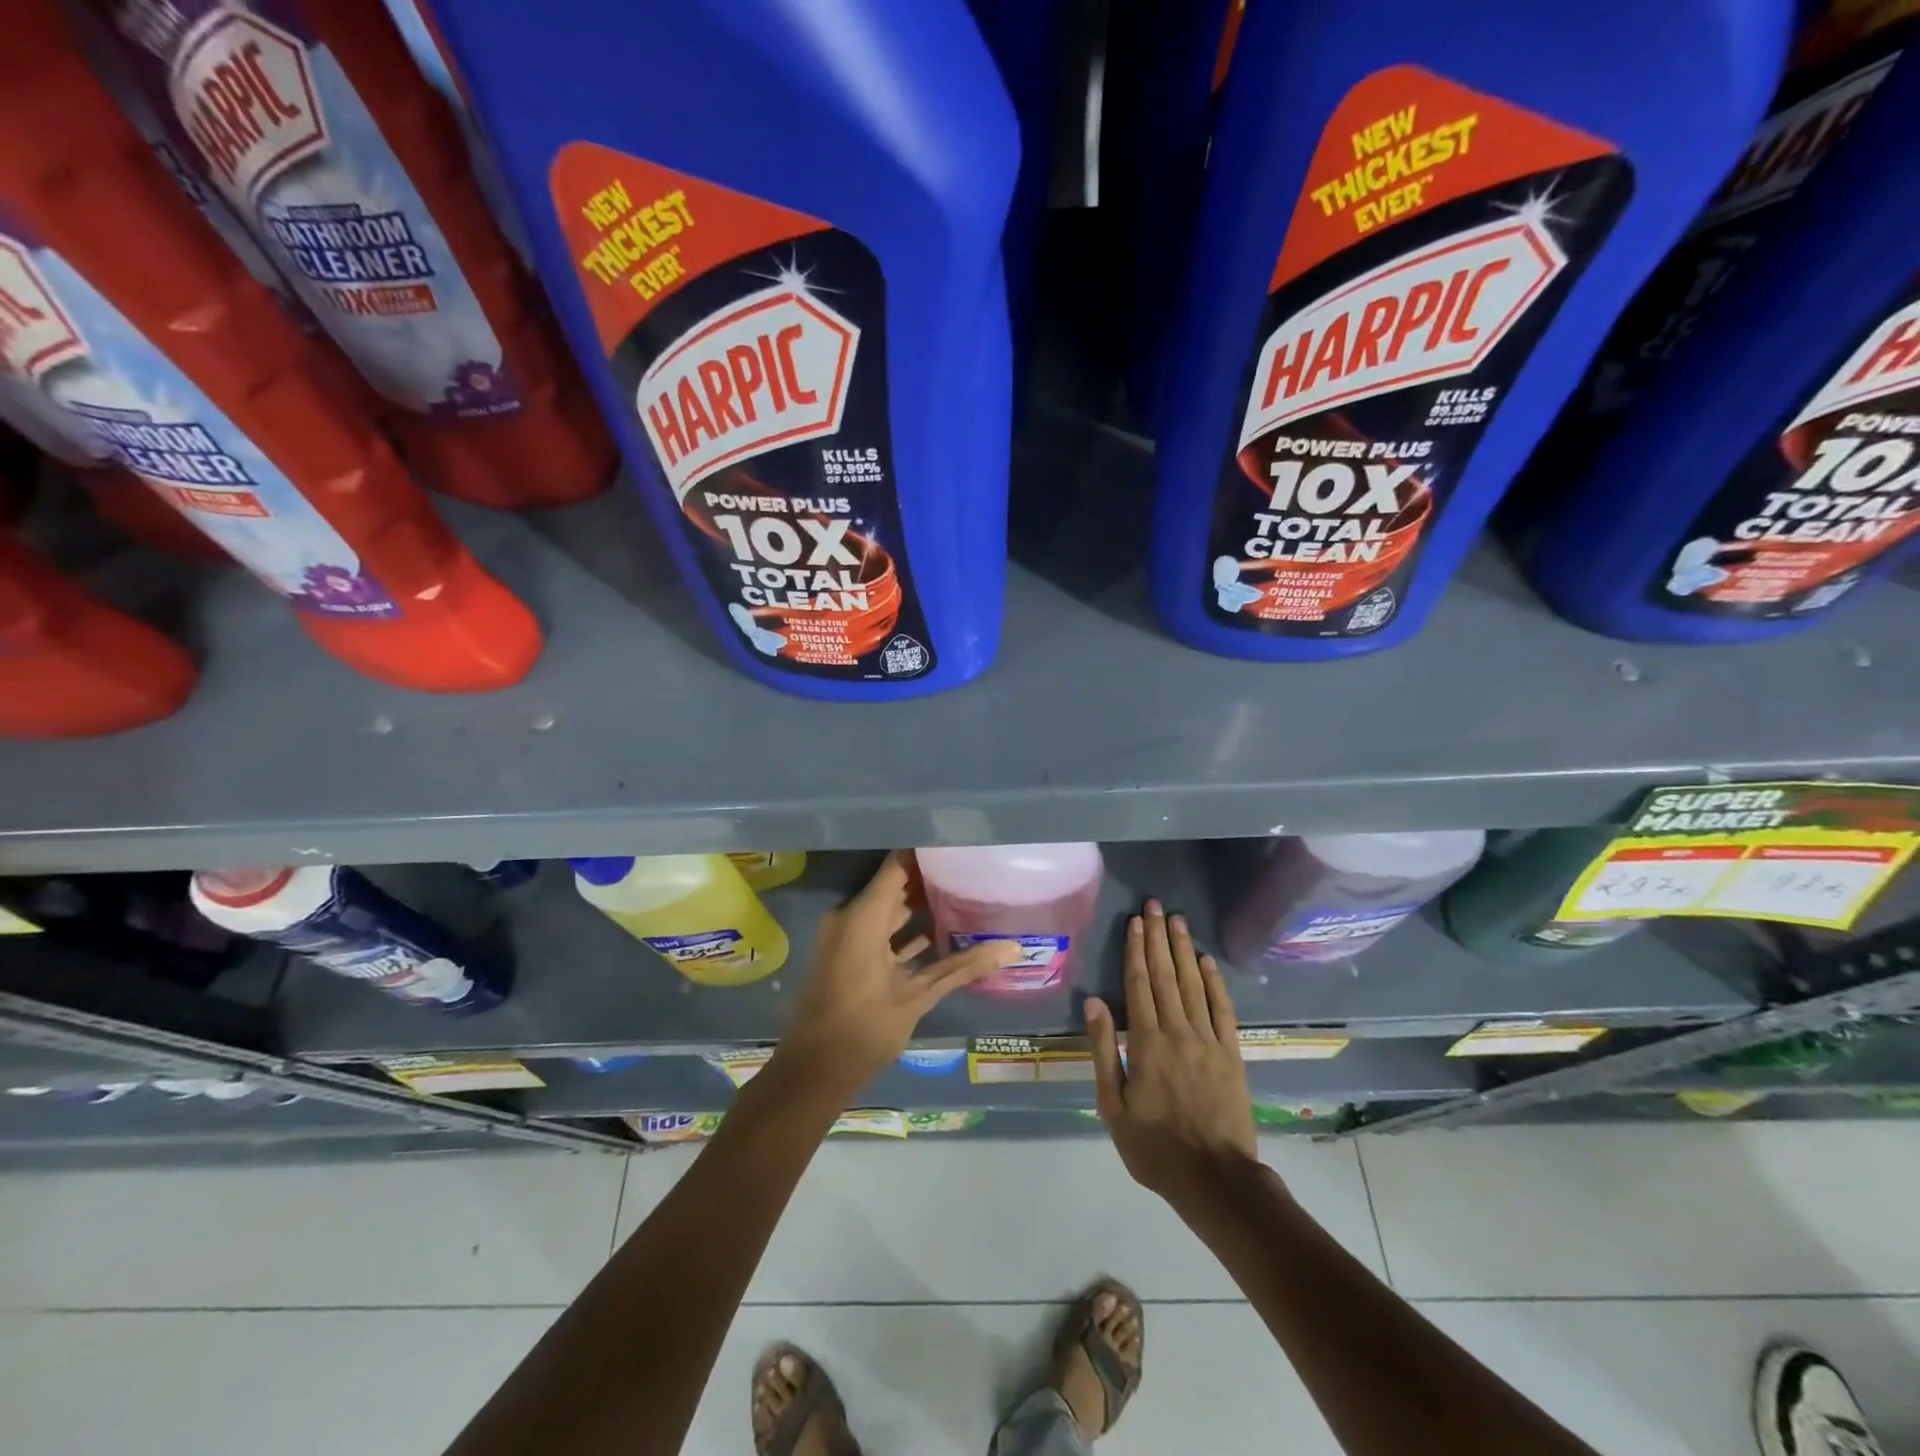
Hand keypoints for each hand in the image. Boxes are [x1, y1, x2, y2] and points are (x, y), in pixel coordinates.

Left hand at [774, 852, 1017, 1096]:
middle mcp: (852, 917)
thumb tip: (1013, 948)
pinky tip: (942, 931)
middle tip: (969, 867)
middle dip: (930, 877)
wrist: (814, 1071)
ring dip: (920, 905)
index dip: (926, 850)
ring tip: (963, 893)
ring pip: (889, 909)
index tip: (958, 841)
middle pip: (895, 885)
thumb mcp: (917, 997)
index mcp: (863, 917)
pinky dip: (906, 931)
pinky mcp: (850, 955)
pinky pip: (881, 931)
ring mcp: (848, 936)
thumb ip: (963, 967)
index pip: (897, 865)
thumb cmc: (864, 1029)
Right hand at [1087, 900, 1256, 1201]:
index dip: (1135, 950)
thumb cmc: (1154, 1146)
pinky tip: (1207, 961)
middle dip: (1158, 938)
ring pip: (1193, 984)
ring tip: (1177, 920)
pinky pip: (1222, 1009)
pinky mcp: (1231, 1053)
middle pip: (1165, 975)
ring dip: (1183, 950)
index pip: (1138, 984)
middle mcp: (1177, 1031)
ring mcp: (1208, 1040)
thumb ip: (1104, 1051)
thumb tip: (1094, 1003)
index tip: (1134, 922)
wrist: (1214, 1178)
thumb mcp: (1113, 1105)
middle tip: (1155, 906)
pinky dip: (1215, 982)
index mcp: (1146, 1042)